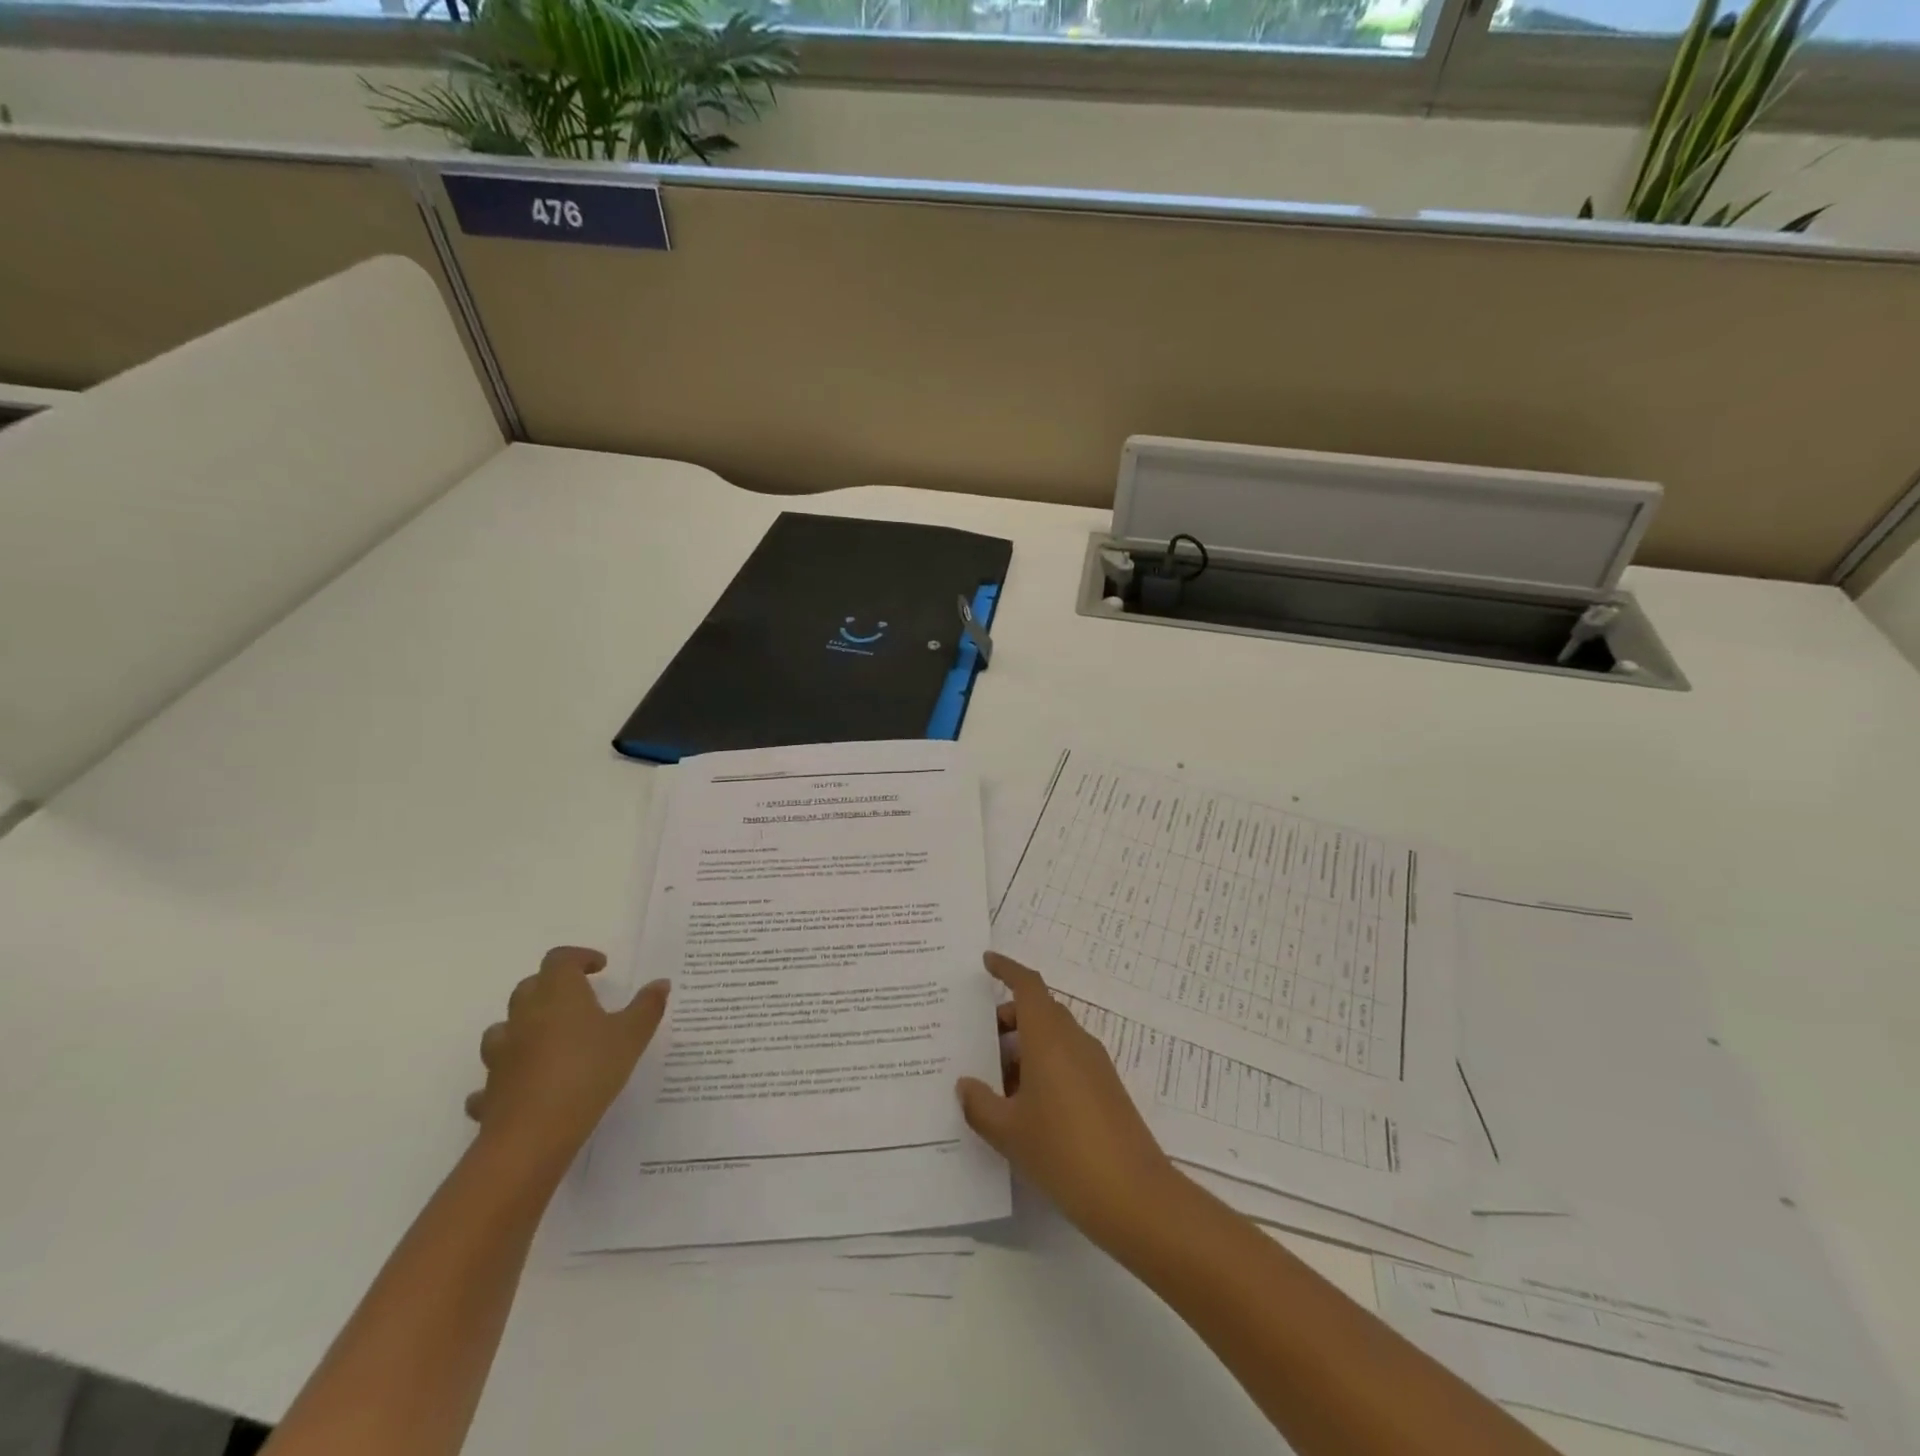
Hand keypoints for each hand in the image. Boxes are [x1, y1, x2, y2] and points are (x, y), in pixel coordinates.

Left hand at [466, 946, 668, 1170]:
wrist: (534, 1134)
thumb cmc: (589, 1071)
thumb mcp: (632, 1036)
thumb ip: (647, 1006)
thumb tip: (660, 983)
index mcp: (558, 994)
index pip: (560, 959)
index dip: (579, 957)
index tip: (600, 967)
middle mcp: (524, 1016)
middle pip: (530, 987)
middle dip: (552, 987)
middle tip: (579, 999)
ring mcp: (502, 1054)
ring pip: (504, 1027)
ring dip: (523, 1026)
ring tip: (548, 1039)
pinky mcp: (490, 1089)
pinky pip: (493, 1076)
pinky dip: (508, 1075)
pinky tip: (524, 1086)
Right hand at [957, 952, 1178, 1250]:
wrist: (1134, 1196)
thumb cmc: (1063, 1151)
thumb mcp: (1009, 1131)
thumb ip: (980, 1104)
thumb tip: (965, 1085)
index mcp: (1049, 1037)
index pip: (1027, 986)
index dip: (1007, 969)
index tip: (986, 962)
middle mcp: (1074, 1041)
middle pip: (1039, 1011)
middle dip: (1007, 1018)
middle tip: (975, 1039)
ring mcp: (1094, 1065)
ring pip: (1052, 1039)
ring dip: (1023, 1048)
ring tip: (991, 1080)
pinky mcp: (1105, 1090)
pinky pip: (1066, 1062)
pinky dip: (1041, 1068)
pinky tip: (1022, 1106)